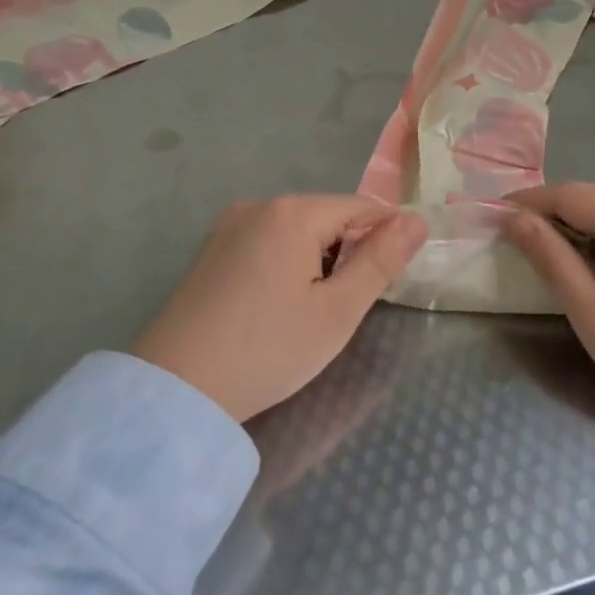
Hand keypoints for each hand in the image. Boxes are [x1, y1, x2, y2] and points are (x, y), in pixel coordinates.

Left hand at [134, 196, 426, 423]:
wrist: (177, 389)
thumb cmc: (269, 350)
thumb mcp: (338, 311)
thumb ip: (381, 261)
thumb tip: (417, 220)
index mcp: (293, 212)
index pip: (360, 207)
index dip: (385, 238)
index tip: (394, 277)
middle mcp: (259, 206)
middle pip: (326, 216)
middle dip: (349, 250)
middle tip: (348, 305)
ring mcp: (229, 226)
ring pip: (296, 231)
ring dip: (318, 259)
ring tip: (314, 310)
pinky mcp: (210, 251)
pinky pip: (266, 243)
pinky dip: (286, 264)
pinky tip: (279, 305)